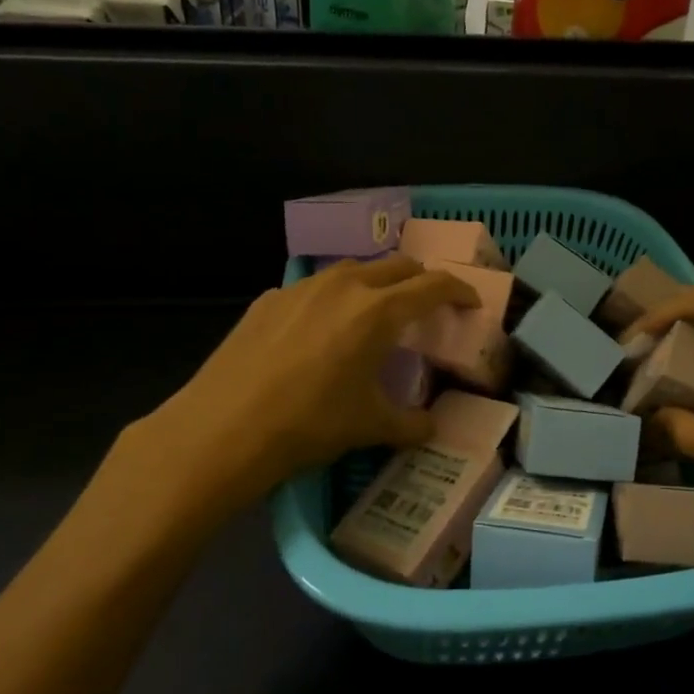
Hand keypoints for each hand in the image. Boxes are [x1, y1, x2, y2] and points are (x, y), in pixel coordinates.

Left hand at [96, 258, 477, 538]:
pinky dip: (334, 299)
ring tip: (376, 313)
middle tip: (427, 306)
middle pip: (397, 266)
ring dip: (376, 284)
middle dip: (420, 281)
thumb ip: (411, 423)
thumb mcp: (369, 426)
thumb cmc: (309, 424)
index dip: (460, 290)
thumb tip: (431, 427)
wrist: (222, 428)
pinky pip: (314, 288)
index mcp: (378, 312)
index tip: (471, 302)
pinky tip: (321, 331)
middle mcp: (344, 286)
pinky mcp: (269, 299)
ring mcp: (301, 288)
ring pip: (354, 270)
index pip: (433, 286)